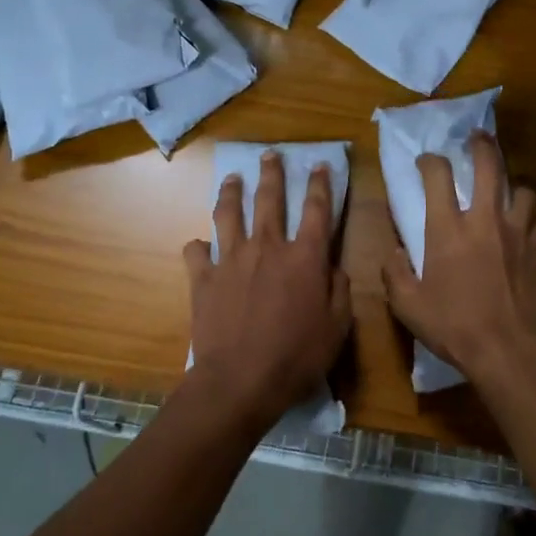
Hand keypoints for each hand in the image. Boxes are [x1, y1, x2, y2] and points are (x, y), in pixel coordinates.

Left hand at [183, 153, 352, 429]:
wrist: (239, 381)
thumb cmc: (297, 356)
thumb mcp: (337, 328)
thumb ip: (338, 290)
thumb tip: (333, 267)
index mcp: (305, 257)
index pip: (317, 210)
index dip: (320, 185)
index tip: (319, 164)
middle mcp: (268, 247)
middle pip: (269, 200)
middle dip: (271, 173)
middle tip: (269, 155)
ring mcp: (231, 260)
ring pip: (229, 214)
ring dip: (231, 192)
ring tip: (232, 178)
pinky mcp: (204, 278)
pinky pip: (197, 252)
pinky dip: (198, 246)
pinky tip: (198, 244)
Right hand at [382, 132, 535, 392]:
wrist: (509, 350)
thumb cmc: (454, 326)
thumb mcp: (408, 306)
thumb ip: (395, 274)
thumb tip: (393, 253)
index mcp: (448, 229)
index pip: (437, 176)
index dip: (430, 161)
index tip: (426, 161)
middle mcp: (485, 220)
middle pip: (489, 165)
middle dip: (482, 145)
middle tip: (477, 137)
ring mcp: (518, 232)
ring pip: (522, 189)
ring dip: (511, 185)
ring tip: (506, 190)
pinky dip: (527, 219)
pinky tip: (522, 229)